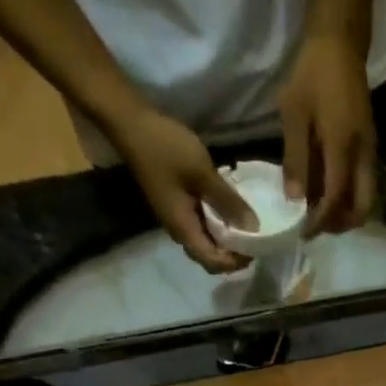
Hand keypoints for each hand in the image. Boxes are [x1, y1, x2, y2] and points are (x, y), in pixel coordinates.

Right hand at [114, 106, 255, 273]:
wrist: (130, 122)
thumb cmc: (165, 147)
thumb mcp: (202, 174)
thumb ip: (228, 202)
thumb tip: (254, 228)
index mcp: (183, 229)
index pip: (213, 263)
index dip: (235, 262)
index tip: (255, 248)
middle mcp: (179, 231)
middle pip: (210, 257)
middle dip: (233, 254)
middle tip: (254, 238)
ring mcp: (176, 218)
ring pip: (206, 241)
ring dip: (226, 238)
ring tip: (247, 224)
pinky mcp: (177, 204)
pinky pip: (202, 224)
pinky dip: (218, 223)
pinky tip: (230, 208)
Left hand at [277, 33, 376, 234]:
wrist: (340, 40)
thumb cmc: (313, 72)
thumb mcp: (294, 113)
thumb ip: (295, 160)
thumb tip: (293, 202)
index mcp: (343, 147)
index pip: (336, 200)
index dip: (320, 222)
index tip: (302, 232)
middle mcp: (362, 156)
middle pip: (361, 209)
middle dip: (339, 224)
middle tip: (315, 226)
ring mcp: (369, 152)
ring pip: (364, 199)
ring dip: (344, 213)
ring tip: (318, 212)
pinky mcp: (368, 147)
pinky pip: (362, 185)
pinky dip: (347, 197)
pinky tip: (325, 191)